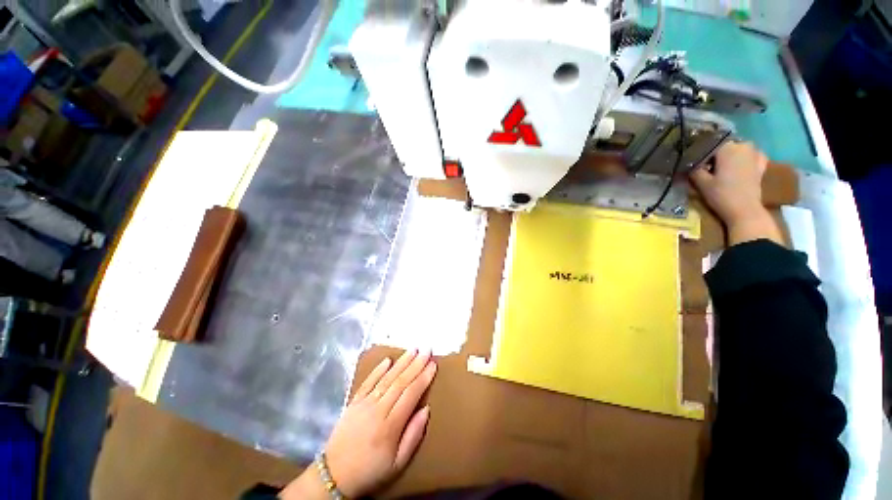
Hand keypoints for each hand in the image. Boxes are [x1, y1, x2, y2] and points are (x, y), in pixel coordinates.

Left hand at [281, 350, 436, 499]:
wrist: (335, 475)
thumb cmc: (371, 470)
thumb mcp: (397, 463)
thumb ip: (413, 436)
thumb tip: (426, 409)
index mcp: (390, 426)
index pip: (411, 394)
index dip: (423, 378)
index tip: (433, 365)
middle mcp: (378, 409)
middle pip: (400, 381)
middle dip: (416, 364)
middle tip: (427, 350)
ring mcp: (364, 403)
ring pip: (387, 378)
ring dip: (402, 362)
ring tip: (413, 350)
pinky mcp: (354, 402)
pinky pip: (368, 382)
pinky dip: (378, 369)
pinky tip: (388, 359)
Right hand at [690, 142, 782, 245]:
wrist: (745, 210)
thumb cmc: (721, 195)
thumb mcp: (701, 183)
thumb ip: (694, 170)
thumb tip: (688, 163)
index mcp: (726, 148)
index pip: (708, 144)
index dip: (699, 152)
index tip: (693, 161)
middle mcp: (742, 146)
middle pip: (724, 146)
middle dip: (715, 153)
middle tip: (705, 165)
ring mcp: (755, 155)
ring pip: (738, 149)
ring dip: (729, 154)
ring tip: (720, 165)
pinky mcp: (761, 165)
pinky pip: (752, 155)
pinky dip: (746, 157)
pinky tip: (740, 163)